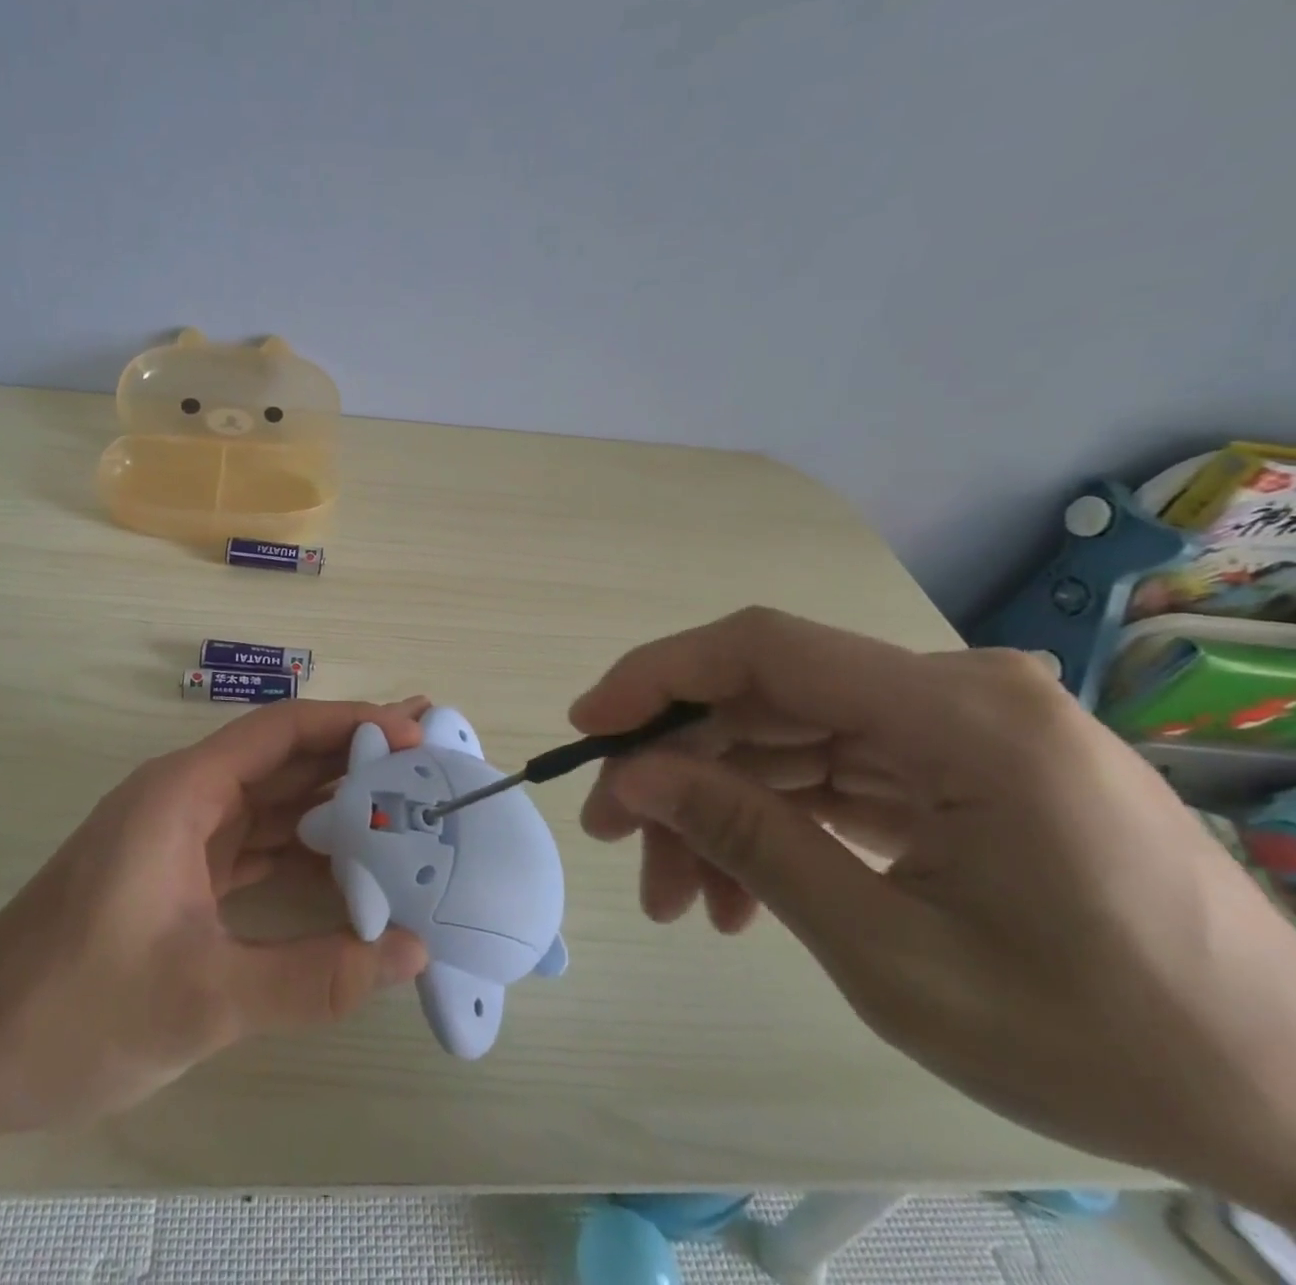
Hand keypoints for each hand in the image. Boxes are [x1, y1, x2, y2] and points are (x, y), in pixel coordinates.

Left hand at [0, 698, 430, 1138]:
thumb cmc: (73, 1008)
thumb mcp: (202, 998)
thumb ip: (313, 976)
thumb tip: (410, 952)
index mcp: (182, 793)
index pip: (280, 732)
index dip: (350, 724)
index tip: (414, 734)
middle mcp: (184, 800)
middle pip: (282, 761)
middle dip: (353, 758)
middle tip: (427, 757)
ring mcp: (180, 839)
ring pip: (271, 807)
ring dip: (332, 809)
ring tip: (406, 810)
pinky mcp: (177, 878)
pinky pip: (254, 850)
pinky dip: (303, 857)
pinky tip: (351, 875)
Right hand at [572, 607, 1295, 1213]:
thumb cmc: (1106, 1043)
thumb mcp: (893, 954)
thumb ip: (752, 843)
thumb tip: (636, 777)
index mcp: (962, 716)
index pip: (765, 650)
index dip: (660, 676)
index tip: (588, 730)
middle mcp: (957, 693)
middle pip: (766, 701)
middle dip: (678, 769)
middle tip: (616, 840)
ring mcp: (959, 727)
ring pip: (785, 740)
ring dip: (718, 809)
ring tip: (675, 897)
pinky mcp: (957, 765)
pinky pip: (831, 772)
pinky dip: (773, 822)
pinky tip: (738, 893)